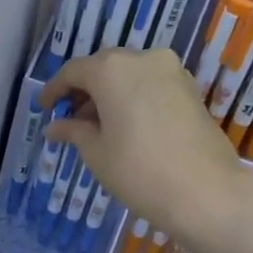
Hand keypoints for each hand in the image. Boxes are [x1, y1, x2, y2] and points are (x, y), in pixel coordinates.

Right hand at [41, 47, 252, 251]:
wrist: (208, 193)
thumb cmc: (139, 171)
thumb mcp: (96, 153)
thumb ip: (73, 131)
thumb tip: (55, 127)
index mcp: (111, 69)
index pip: (73, 72)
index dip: (54, 89)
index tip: (44, 108)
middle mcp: (142, 59)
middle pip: (103, 67)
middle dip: (84, 90)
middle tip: (70, 118)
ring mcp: (171, 71)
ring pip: (129, 74)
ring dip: (110, 94)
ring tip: (97, 126)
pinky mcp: (191, 89)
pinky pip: (151, 84)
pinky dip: (133, 97)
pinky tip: (126, 125)